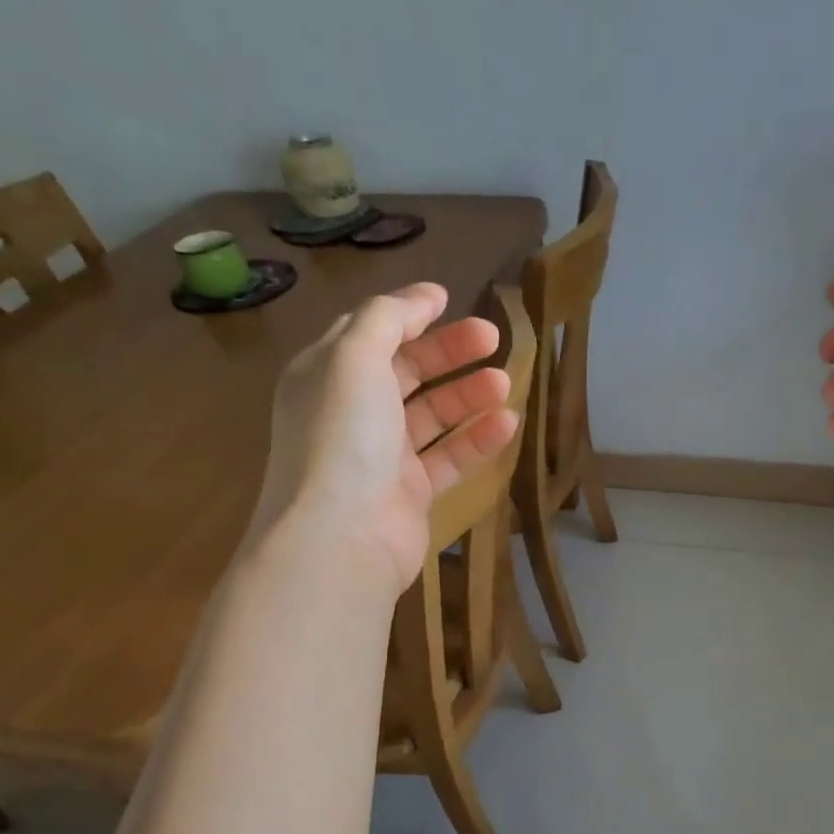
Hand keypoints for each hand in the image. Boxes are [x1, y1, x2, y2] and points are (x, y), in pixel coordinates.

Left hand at [254, 283, 517, 594]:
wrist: (342, 538)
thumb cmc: (344, 438)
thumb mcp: (355, 358)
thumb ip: (388, 319)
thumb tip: (426, 296)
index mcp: (326, 375)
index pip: (369, 333)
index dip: (408, 314)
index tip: (451, 300)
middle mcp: (351, 412)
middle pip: (405, 371)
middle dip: (448, 351)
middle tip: (493, 338)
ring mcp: (381, 456)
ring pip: (431, 414)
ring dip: (467, 395)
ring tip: (504, 384)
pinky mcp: (409, 492)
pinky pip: (448, 457)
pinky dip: (476, 439)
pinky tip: (508, 424)